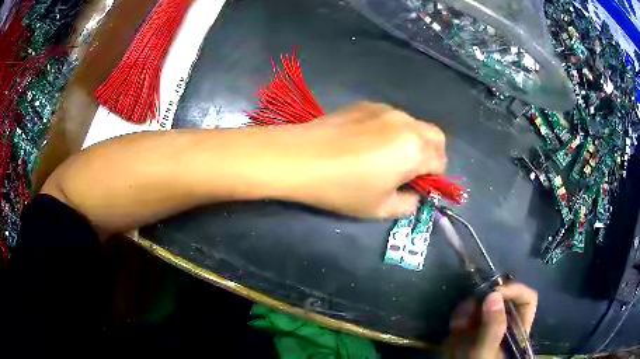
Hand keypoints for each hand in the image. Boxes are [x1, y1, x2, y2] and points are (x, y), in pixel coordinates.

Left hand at [43, 102, 444, 232]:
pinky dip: (368, 142)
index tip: (427, 190)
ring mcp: (349, 109)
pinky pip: (367, 122)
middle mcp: (373, 116)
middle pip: (421, 131)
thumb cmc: (280, 191)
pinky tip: (344, 159)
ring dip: (391, 149)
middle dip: (419, 157)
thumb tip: (405, 199)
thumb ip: (385, 202)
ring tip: (367, 176)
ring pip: (393, 123)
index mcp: (382, 140)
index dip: (436, 169)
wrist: (224, 161)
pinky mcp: (325, 109)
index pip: (436, 147)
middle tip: (398, 186)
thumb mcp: (345, 207)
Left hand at [273, 101, 445, 217]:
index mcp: (416, 150)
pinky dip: (391, 130)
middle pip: (435, 137)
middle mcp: (407, 123)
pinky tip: (366, 141)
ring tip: (385, 155)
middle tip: (410, 171)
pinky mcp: (365, 104)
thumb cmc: (343, 188)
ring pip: (413, 124)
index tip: (416, 187)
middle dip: (431, 154)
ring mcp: (385, 109)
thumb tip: (414, 195)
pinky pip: (390, 117)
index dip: (433, 177)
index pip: (440, 162)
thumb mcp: (380, 208)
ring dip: (411, 140)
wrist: (301, 158)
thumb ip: (407, 204)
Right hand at [446, 283, 537, 358]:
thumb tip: (494, 294)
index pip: (527, 300)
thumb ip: (492, 327)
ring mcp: (486, 325)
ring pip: (482, 302)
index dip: (515, 291)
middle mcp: (504, 323)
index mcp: (517, 329)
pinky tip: (453, 327)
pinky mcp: (469, 328)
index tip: (495, 292)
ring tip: (458, 324)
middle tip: (471, 306)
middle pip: (503, 297)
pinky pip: (466, 312)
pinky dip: (459, 316)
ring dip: (469, 308)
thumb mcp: (485, 352)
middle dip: (485, 299)